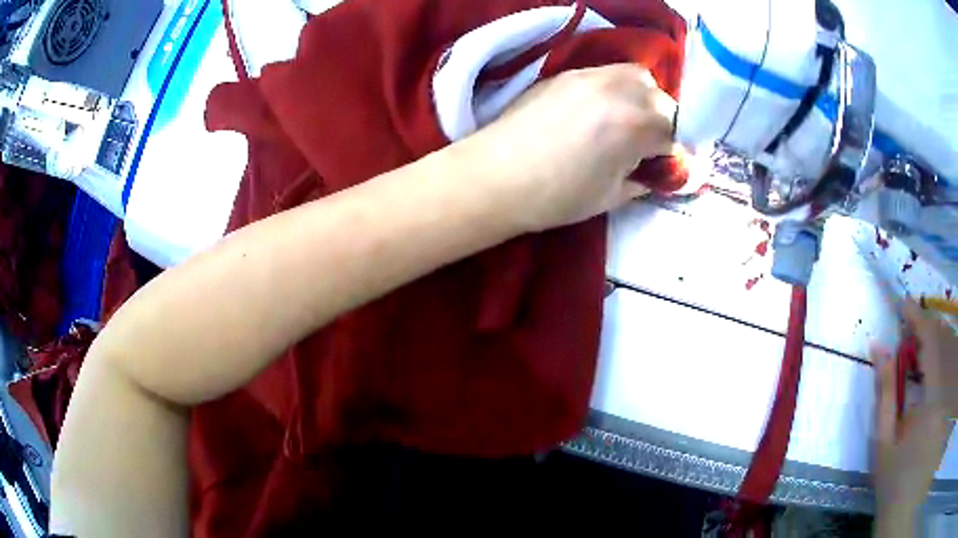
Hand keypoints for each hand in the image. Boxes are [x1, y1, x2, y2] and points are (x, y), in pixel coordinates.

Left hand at [458, 64, 678, 232]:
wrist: (495, 176)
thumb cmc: (556, 196)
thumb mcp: (611, 196)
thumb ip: (643, 180)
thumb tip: (658, 173)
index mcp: (636, 126)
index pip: (676, 131)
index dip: (674, 151)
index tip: (665, 164)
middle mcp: (620, 91)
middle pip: (662, 99)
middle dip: (663, 122)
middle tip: (646, 144)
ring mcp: (591, 77)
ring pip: (637, 76)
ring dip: (643, 97)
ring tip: (626, 121)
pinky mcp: (568, 73)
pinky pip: (607, 72)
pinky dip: (616, 88)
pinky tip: (600, 110)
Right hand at [872, 302, 956, 533]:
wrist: (905, 508)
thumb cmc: (894, 483)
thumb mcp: (884, 444)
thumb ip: (884, 393)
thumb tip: (878, 348)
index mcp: (933, 402)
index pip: (931, 341)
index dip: (918, 316)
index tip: (903, 305)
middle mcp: (949, 390)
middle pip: (945, 338)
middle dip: (928, 328)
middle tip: (911, 334)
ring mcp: (953, 394)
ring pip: (953, 347)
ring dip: (939, 339)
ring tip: (924, 349)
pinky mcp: (952, 399)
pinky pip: (955, 363)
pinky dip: (947, 353)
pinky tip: (938, 365)